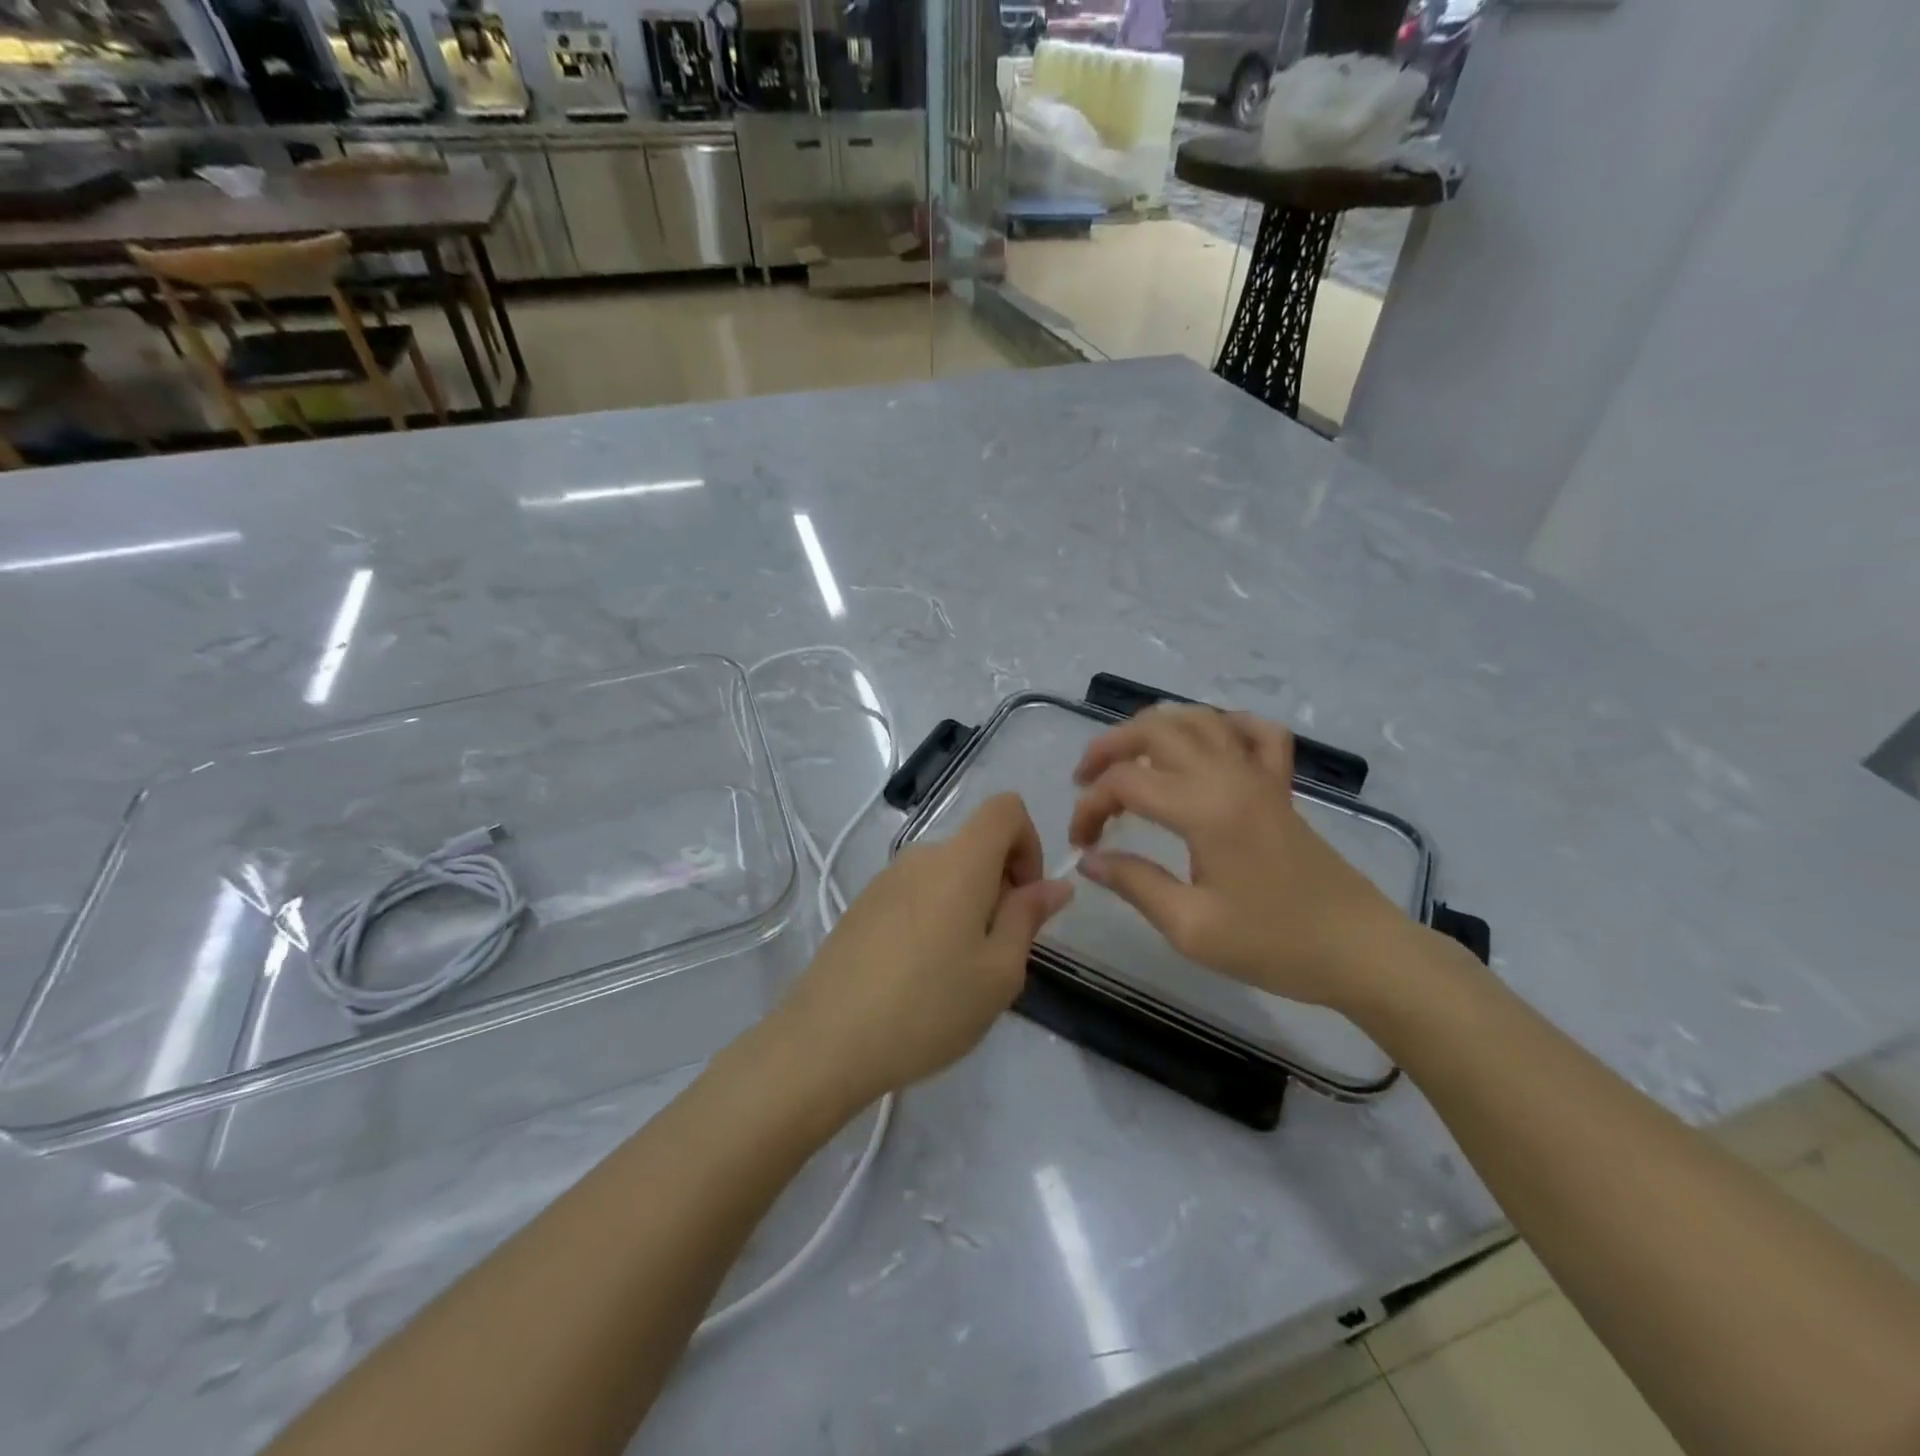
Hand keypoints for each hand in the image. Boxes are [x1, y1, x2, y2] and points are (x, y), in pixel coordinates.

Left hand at [773, 793, 1072, 1108]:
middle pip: (976, 846)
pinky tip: (918, 977)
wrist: (826, 1042)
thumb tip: (1054, 884)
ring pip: (945, 875)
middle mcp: (920, 857)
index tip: (1025, 899)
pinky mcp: (861, 907)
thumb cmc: (929, 1007)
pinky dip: (934, 918)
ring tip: (956, 975)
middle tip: (996, 954)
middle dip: (1000, 887)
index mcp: (959, 862)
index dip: (1029, 843)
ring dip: (967, 907)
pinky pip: (914, 895)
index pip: (1005, 809)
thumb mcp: (999, 972)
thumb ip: (1028, 917)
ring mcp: (884, 880)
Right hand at [1068, 705, 1424, 1013]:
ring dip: (1154, 729)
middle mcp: (1229, 776)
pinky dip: (1225, 726)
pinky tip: (1206, 744)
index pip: (1126, 782)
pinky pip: (1256, 733)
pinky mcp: (1281, 787)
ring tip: (1128, 758)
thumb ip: (1134, 884)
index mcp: (1204, 809)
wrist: (1361, 951)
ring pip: (1199, 719)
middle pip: (1156, 730)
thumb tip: (1090, 860)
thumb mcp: (1191, 927)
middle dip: (1109, 747)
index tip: (1081, 844)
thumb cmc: (1275, 944)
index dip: (1090, 807)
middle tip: (1084, 781)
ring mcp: (1260, 776)